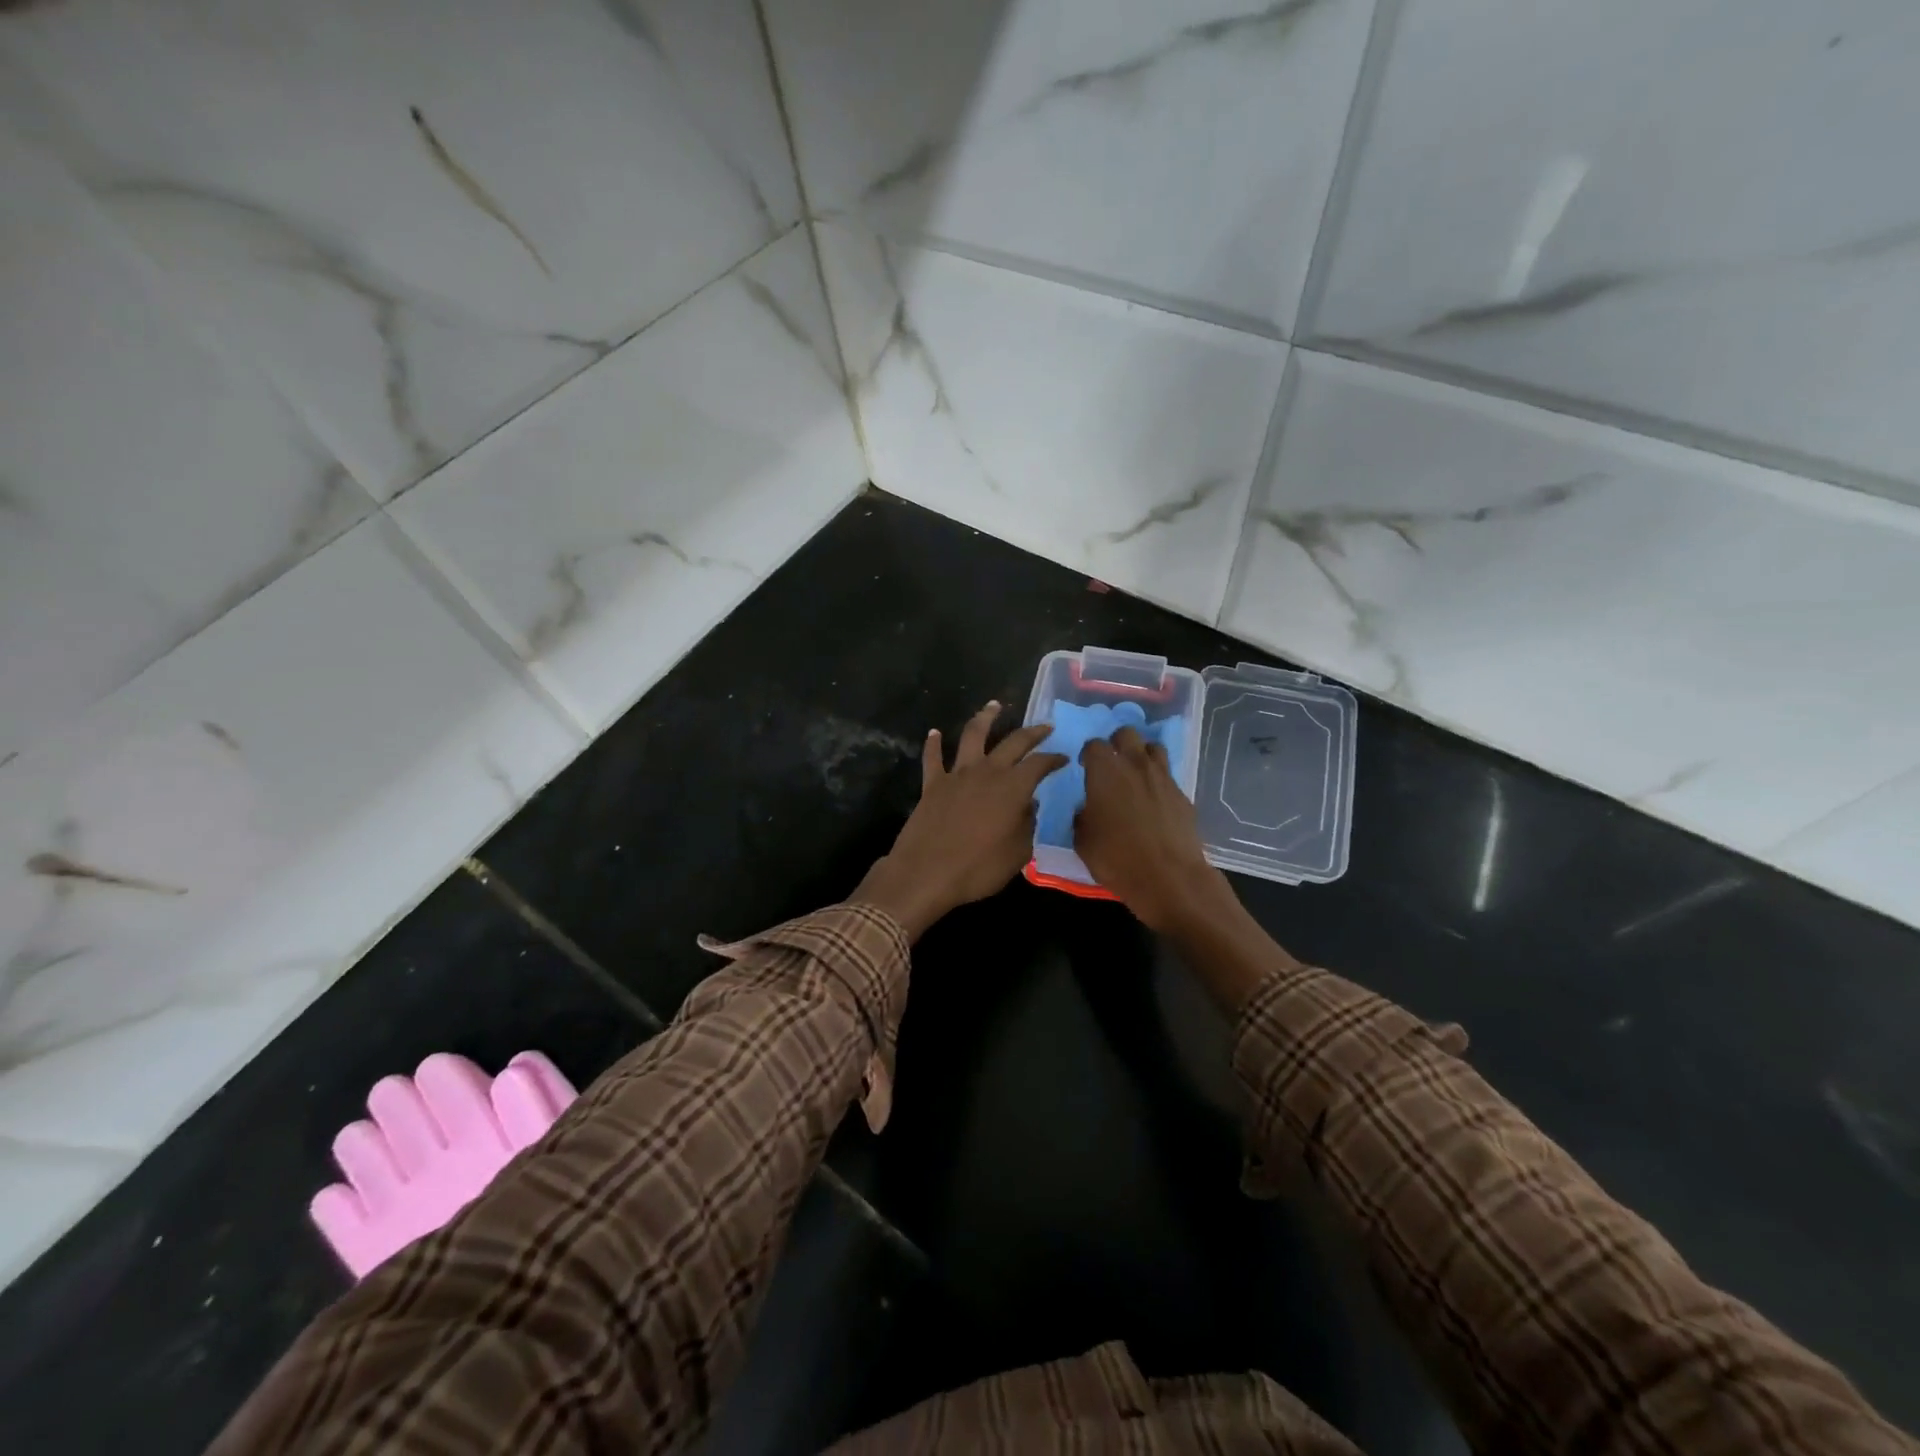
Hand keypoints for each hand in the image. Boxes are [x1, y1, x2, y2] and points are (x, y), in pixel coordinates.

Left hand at [853, 702, 1066, 938]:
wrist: (926, 872)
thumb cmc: (978, 868)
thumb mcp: (1018, 853)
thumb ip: (1028, 825)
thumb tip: (1031, 806)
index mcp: (1013, 787)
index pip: (1040, 763)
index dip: (1053, 758)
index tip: (1063, 757)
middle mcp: (987, 771)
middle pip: (1013, 742)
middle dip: (1032, 732)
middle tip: (1044, 726)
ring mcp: (957, 774)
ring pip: (973, 735)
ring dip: (985, 717)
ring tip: (994, 705)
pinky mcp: (932, 783)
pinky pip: (933, 757)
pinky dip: (933, 743)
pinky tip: (934, 732)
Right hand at [1075, 725, 1225, 932]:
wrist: (1168, 877)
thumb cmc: (1116, 858)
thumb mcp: (1082, 841)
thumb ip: (1081, 816)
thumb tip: (1086, 809)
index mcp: (1105, 771)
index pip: (1094, 744)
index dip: (1088, 754)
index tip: (1085, 767)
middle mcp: (1135, 765)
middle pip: (1127, 734)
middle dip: (1117, 743)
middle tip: (1112, 763)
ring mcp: (1163, 777)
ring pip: (1153, 747)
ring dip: (1142, 755)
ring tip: (1135, 774)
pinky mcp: (1183, 794)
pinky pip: (1168, 776)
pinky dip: (1159, 781)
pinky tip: (1154, 800)